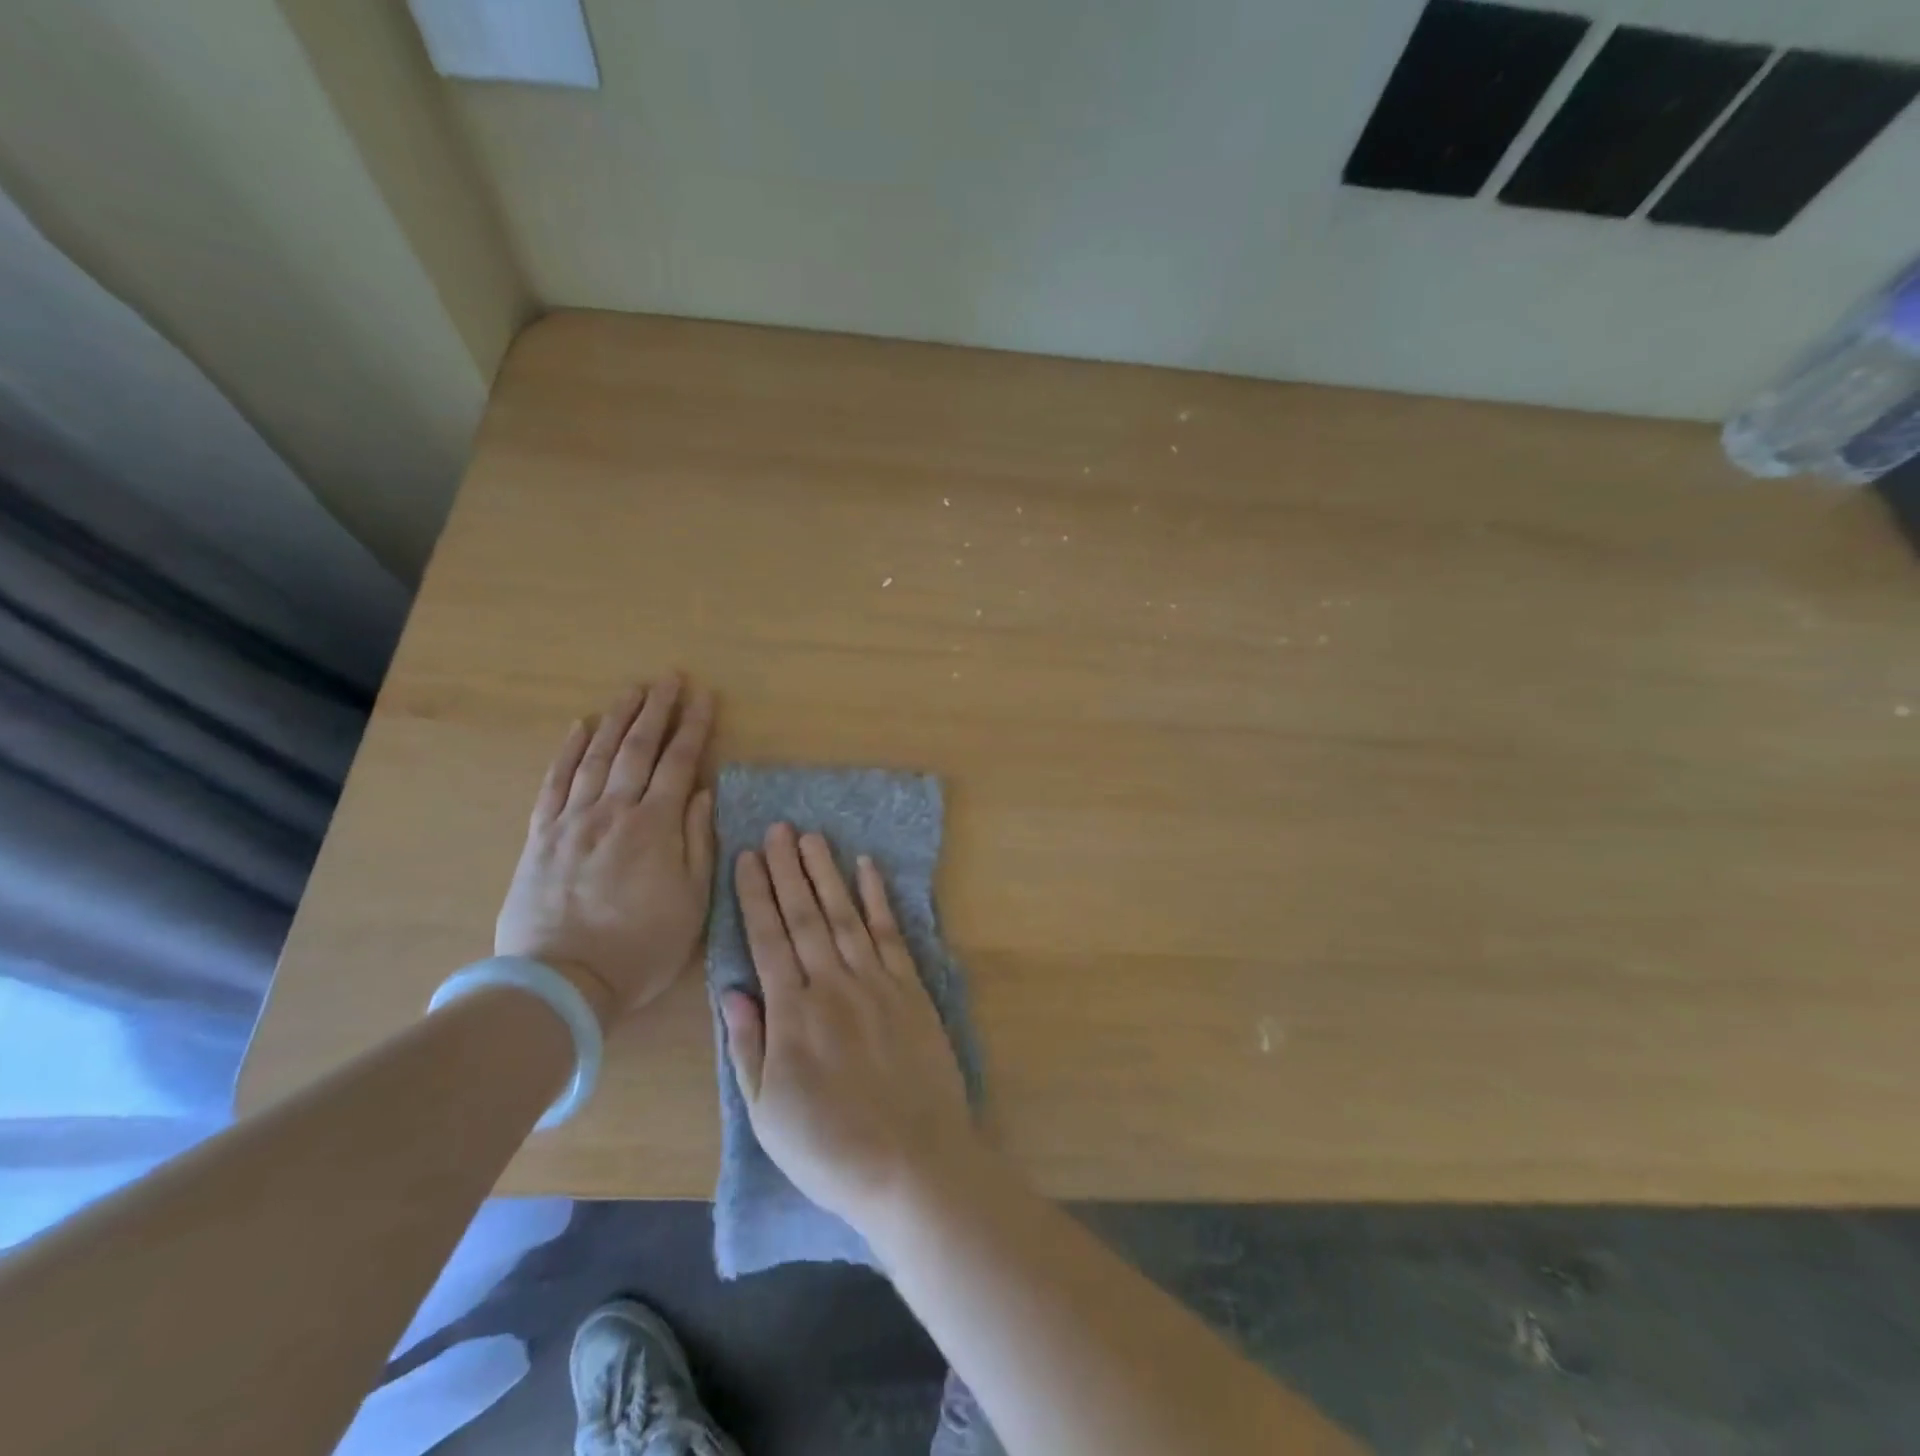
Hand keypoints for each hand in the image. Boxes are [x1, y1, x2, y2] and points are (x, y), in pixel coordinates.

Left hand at [496, 677, 715, 1028]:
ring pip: (597, 756)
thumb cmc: (641, 947)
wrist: (561, 982)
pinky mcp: (541, 836)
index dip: (694, 727)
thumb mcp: (692, 902)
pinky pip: (555, 783)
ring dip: (617, 719)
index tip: (705, 696)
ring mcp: (572, 820)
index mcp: (655, 826)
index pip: (679, 763)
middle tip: (670, 678)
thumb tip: (703, 794)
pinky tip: (579, 727)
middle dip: (657, 709)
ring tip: (632, 690)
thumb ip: (698, 842)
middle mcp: (613, 811)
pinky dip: (568, 752)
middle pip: (637, 748)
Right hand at [720, 824, 975, 1231]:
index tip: (746, 856)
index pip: (767, 938)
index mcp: (791, 1014)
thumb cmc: (830, 1148)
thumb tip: (732, 990)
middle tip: (777, 828)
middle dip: (787, 869)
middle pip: (804, 915)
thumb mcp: (767, 1112)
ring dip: (827, 872)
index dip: (755, 895)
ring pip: (845, 914)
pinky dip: (878, 898)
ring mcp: (875, 982)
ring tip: (812, 837)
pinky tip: (867, 869)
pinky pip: (891, 932)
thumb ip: (748, 1046)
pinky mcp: (911, 988)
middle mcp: (831, 984)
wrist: (912, 1163)